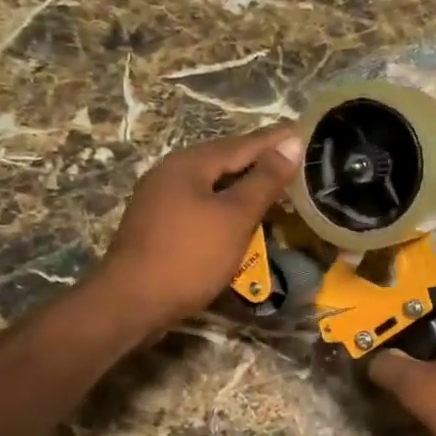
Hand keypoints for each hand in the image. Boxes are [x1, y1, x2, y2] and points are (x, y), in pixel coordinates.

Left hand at [96, 125, 302, 331]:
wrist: (131, 303)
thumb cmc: (189, 256)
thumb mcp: (234, 217)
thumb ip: (264, 180)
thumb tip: (291, 142)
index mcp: (189, 163)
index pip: (243, 144)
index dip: (275, 140)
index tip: (303, 132)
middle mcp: (170, 173)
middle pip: (223, 161)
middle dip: (258, 161)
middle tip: (292, 161)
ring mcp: (158, 200)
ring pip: (209, 185)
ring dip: (241, 186)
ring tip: (271, 188)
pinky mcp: (156, 226)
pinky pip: (198, 206)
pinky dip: (223, 207)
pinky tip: (237, 219)